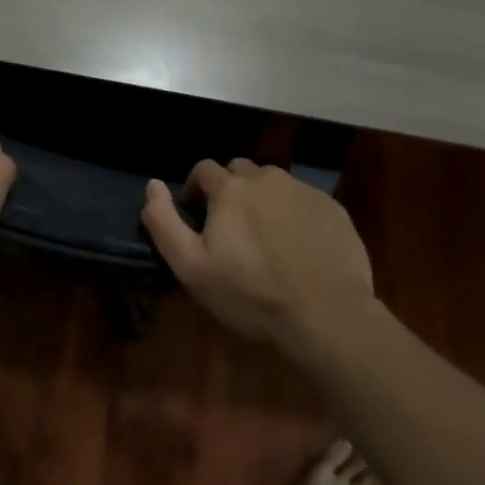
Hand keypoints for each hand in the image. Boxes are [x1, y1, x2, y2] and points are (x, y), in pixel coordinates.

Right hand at [141, 159, 375, 356]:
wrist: (326, 314)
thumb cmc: (251, 293)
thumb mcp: (192, 267)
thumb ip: (164, 222)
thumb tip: (152, 184)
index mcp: (230, 188)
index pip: (204, 169)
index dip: (196, 190)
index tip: (199, 218)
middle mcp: (266, 178)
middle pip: (240, 171)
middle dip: (231, 190)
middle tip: (233, 228)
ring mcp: (303, 190)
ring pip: (273, 183)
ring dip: (263, 199)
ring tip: (267, 237)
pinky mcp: (332, 207)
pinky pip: (303, 200)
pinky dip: (294, 214)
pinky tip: (298, 246)